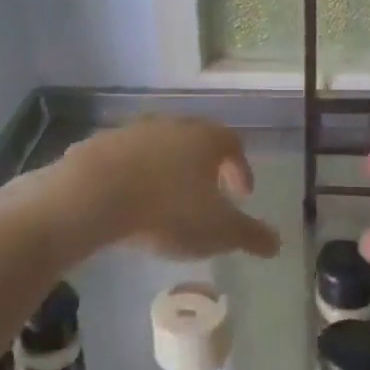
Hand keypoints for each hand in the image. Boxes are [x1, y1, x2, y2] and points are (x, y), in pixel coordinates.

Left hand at [54, 116, 280, 260]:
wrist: (92, 194)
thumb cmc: (167, 210)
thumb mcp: (217, 231)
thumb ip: (249, 235)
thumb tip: (276, 243)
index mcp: (206, 139)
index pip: (233, 145)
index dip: (241, 169)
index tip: (242, 195)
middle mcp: (172, 126)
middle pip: (196, 141)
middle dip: (205, 167)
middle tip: (208, 195)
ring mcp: (133, 131)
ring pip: (160, 148)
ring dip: (168, 170)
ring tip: (167, 201)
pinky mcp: (100, 144)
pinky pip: (126, 159)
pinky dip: (135, 176)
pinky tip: (130, 201)